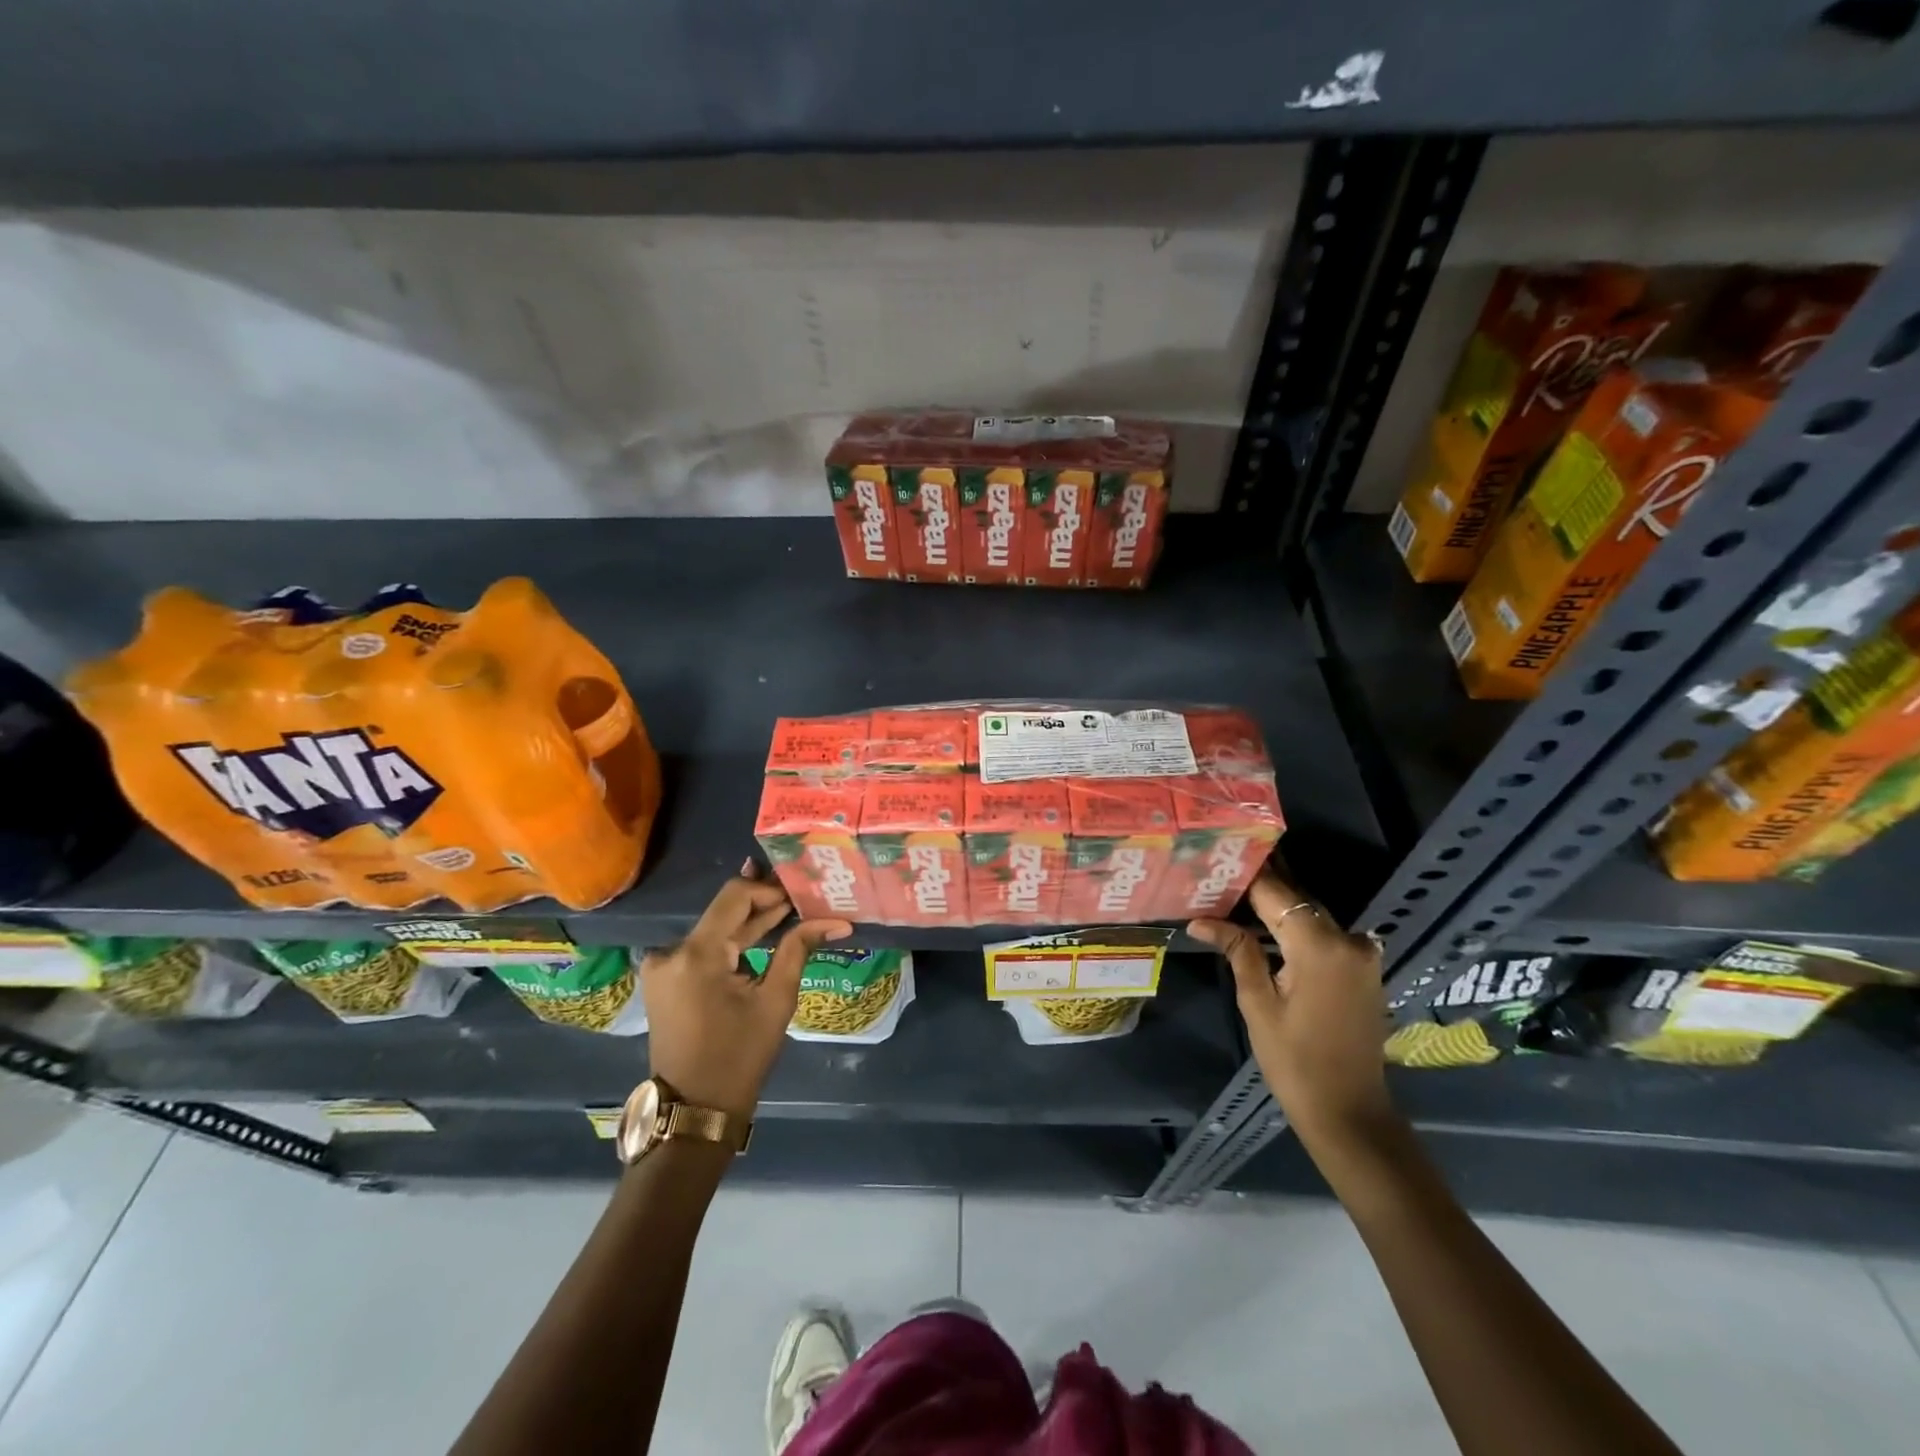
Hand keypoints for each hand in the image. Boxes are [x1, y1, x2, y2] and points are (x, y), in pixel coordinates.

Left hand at [640, 863, 851, 1119]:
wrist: (695, 1109)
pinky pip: (703, 948)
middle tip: (801, 897)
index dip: (769, 889)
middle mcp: (671, 951)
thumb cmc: (740, 1056)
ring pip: (714, 928)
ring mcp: (663, 965)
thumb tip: (836, 921)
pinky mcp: (664, 979)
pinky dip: (731, 942)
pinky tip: (760, 934)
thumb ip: (798, 949)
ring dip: (749, 922)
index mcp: (696, 954)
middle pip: (723, 911)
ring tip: (788, 911)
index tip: (800, 896)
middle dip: (763, 904)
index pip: (734, 896)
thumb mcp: (776, 1000)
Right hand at [1188, 866, 1393, 1145]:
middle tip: (1218, 877)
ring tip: (1233, 897)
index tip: (1214, 862)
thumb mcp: (1257, 1003)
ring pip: (1310, 915)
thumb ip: (1237, 950)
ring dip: (1277, 907)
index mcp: (1319, 946)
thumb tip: (1200, 921)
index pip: (1275, 893)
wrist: (1349, 1112)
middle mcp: (1347, 939)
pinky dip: (1296, 927)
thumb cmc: (1295, 1061)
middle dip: (1258, 888)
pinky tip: (1264, 927)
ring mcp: (1362, 953)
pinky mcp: (1364, 968)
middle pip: (1296, 899)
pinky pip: (1325, 934)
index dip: (1244, 877)